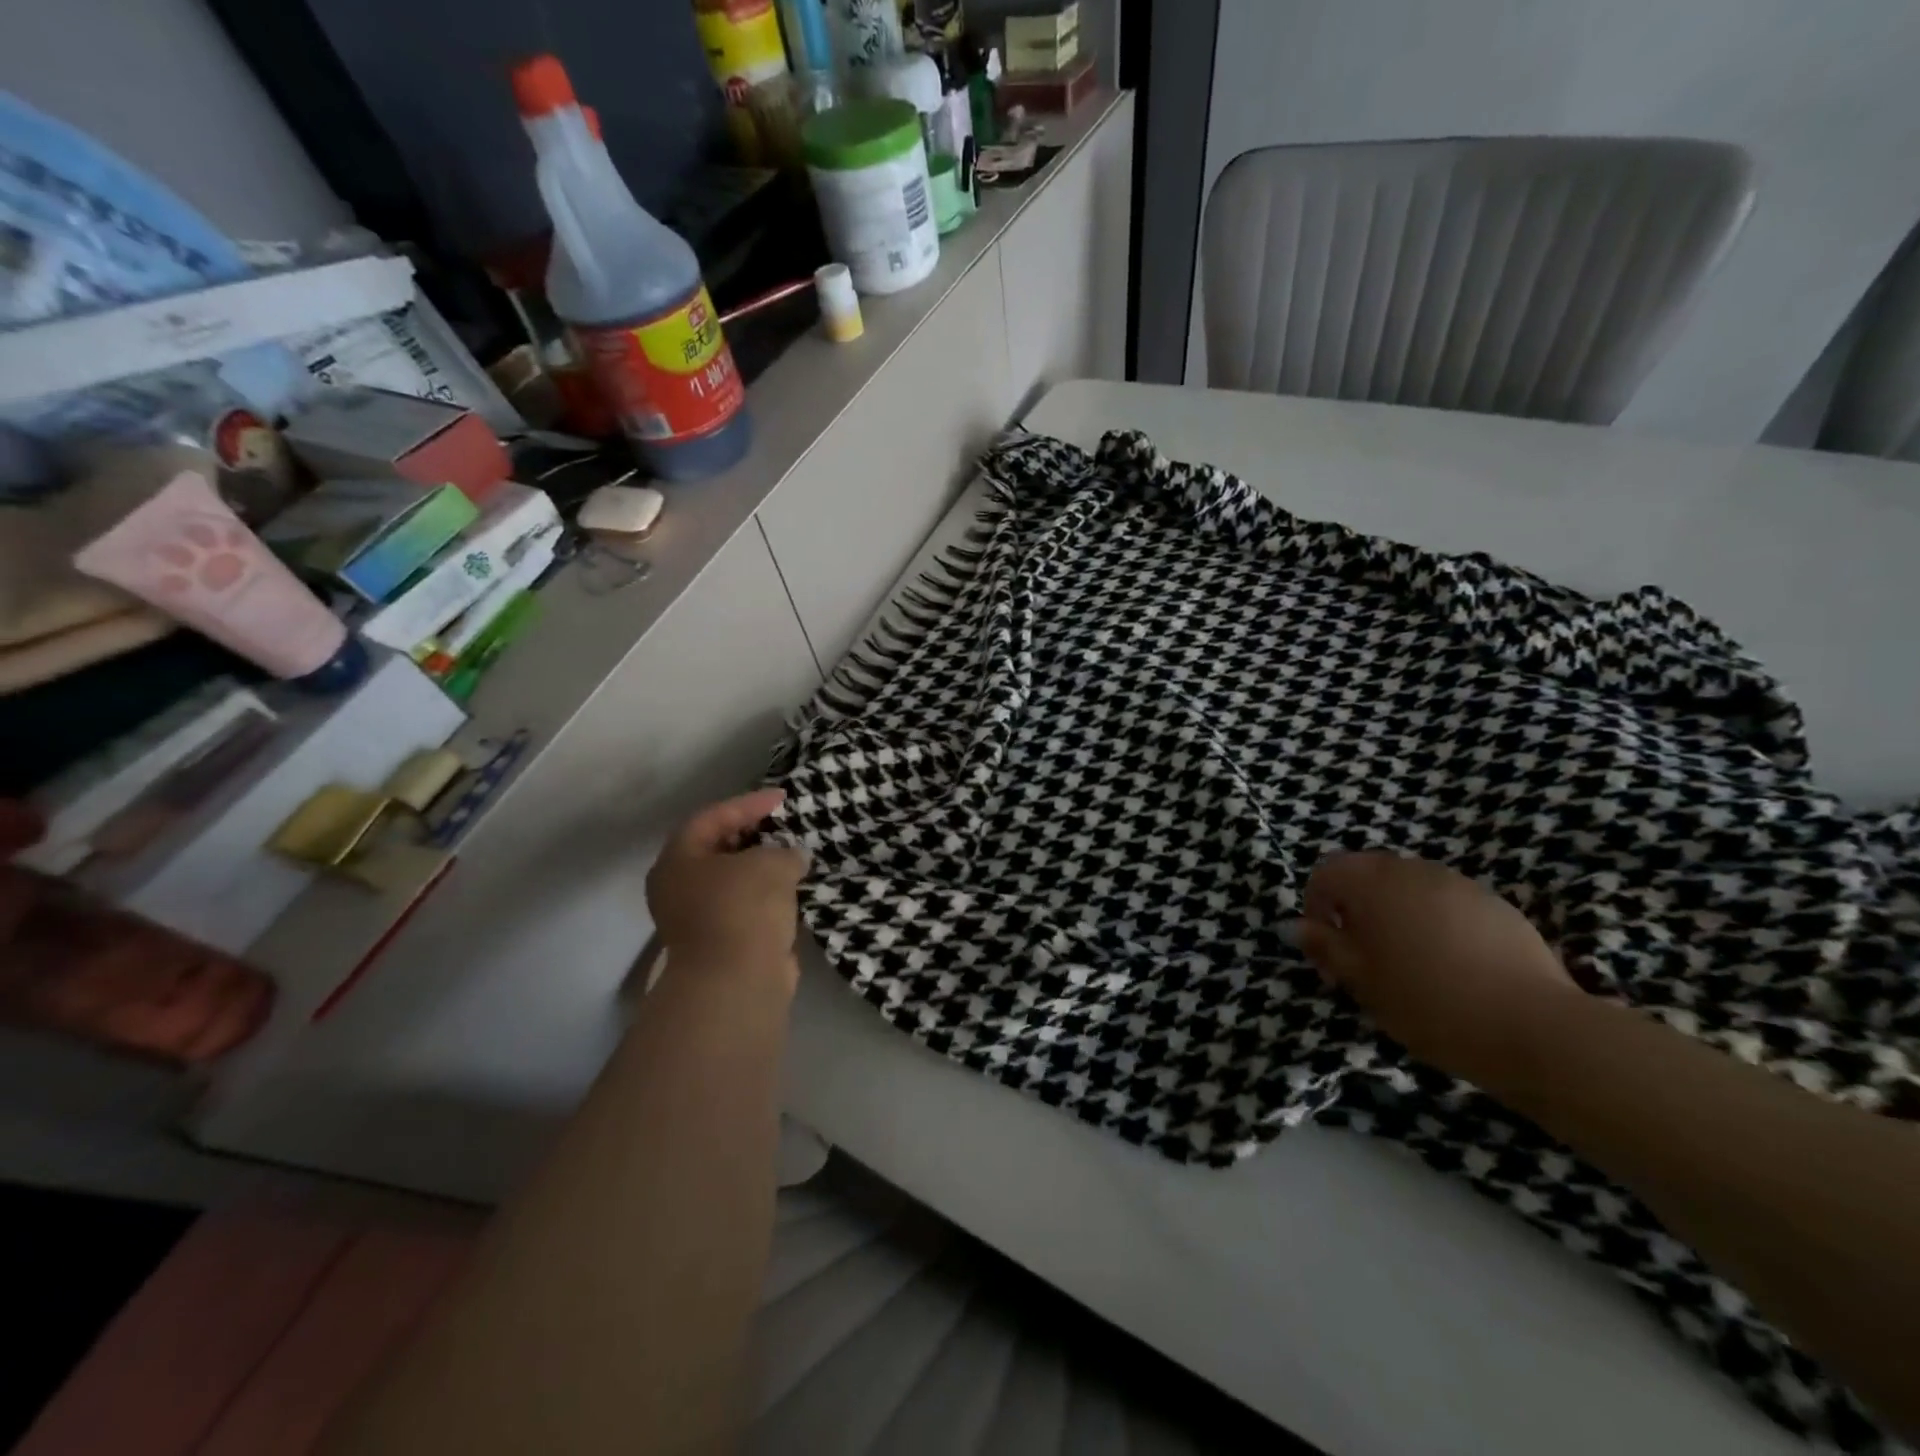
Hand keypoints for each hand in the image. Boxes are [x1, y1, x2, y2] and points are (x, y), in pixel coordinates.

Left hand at [646, 789, 807, 977]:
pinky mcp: (719, 942)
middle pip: (717, 848)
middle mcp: (679, 887)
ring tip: (793, 855)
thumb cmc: (743, 908)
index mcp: (678, 860)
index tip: (783, 799)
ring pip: (731, 880)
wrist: (736, 981)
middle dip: (753, 834)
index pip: (713, 817)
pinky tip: (792, 888)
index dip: (749, 803)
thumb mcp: (770, 864)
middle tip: (784, 825)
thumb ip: (785, 851)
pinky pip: (744, 906)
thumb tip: (793, 857)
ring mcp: (696, 918)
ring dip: (761, 867)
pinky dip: (766, 894)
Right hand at [1296, 851, 1582, 1085]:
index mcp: (1373, 882)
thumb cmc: (1428, 1002)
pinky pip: (1447, 905)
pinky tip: (1451, 968)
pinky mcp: (1497, 906)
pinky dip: (1435, 925)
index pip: (1326, 872)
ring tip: (1408, 966)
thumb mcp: (1361, 981)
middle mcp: (1413, 870)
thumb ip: (1325, 947)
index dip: (1317, 906)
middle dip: (1356, 910)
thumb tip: (1297, 927)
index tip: (1327, 950)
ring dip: (1396, 916)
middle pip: (1368, 876)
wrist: (1535, 1028)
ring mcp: (1460, 885)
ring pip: (1409, 889)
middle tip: (1363, 960)